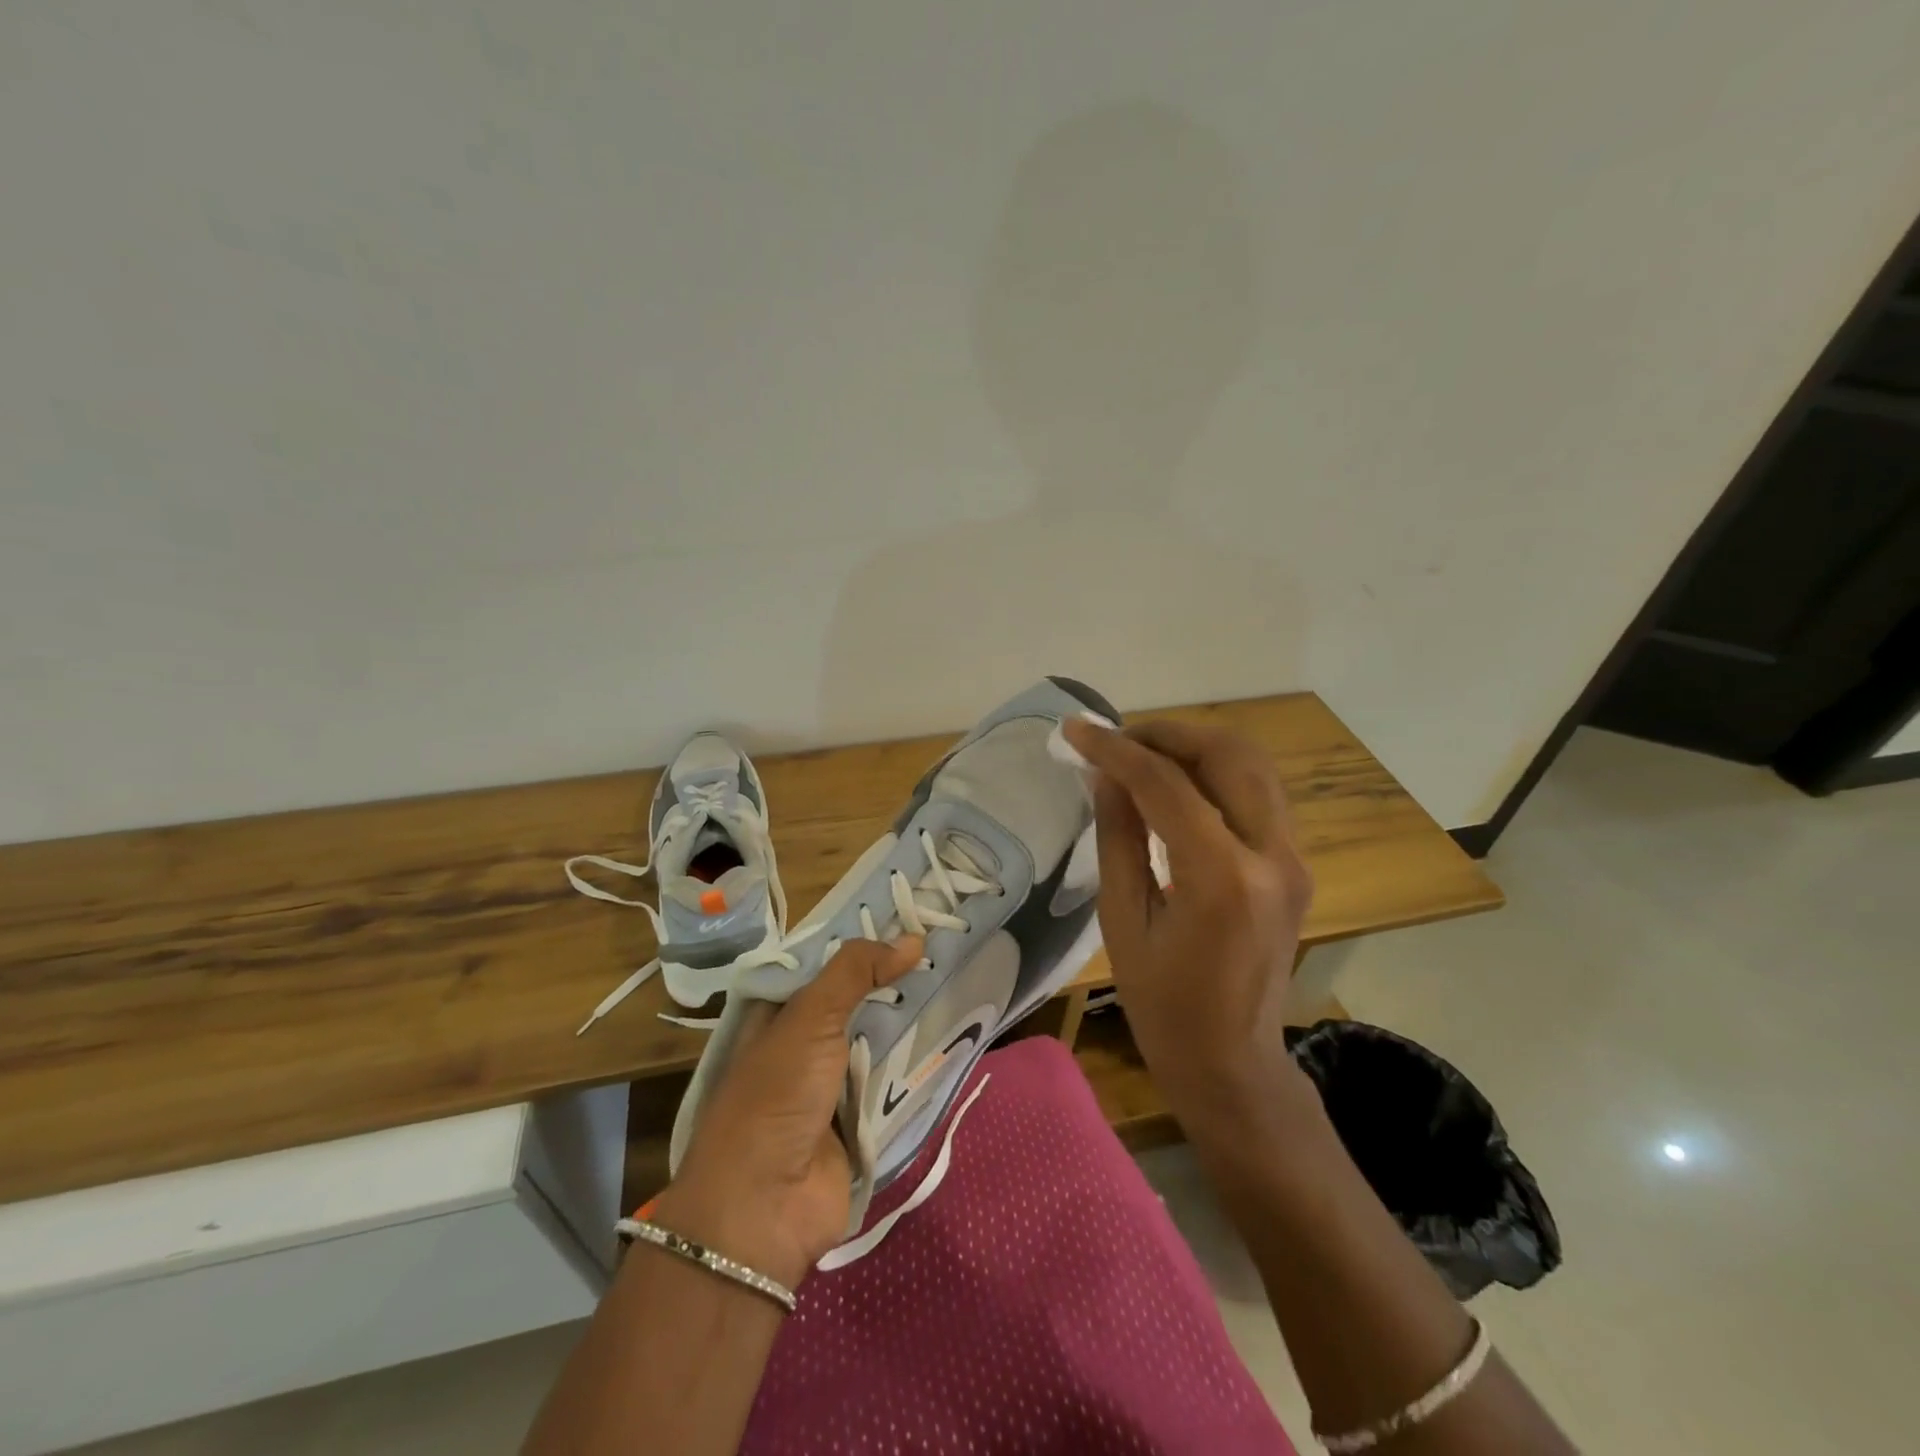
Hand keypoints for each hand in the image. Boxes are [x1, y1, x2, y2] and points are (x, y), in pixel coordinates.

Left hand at [653, 937, 921, 1291]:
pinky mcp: (859, 1116)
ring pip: (877, 1034)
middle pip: (856, 996)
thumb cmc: (775, 1097)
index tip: (909, 912)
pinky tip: (955, 1027)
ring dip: (910, 1014)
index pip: (826, 960)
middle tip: (945, 941)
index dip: (863, 936)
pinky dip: (917, 1058)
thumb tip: (912, 939)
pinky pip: (892, 1076)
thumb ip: (855, 972)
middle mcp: (804, 1039)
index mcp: (778, 1011)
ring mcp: (832, 1080)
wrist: (764, 1208)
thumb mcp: (808, 1018)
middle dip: (894, 974)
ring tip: (959, 973)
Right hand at [1062, 717, 1313, 1100]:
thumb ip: (1118, 837)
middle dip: (1166, 734)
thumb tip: (1105, 774)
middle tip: (1116, 740)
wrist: (1232, 1062)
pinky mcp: (1295, 864)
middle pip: (1227, 755)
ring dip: (1194, 747)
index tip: (1076, 731)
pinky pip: (1257, 793)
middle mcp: (1272, 856)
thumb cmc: (1162, 1004)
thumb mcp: (1122, 920)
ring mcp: (1293, 859)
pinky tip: (1175, 784)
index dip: (1116, 750)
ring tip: (1141, 755)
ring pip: (1251, 765)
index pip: (1166, 784)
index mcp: (1221, 879)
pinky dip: (1215, 773)